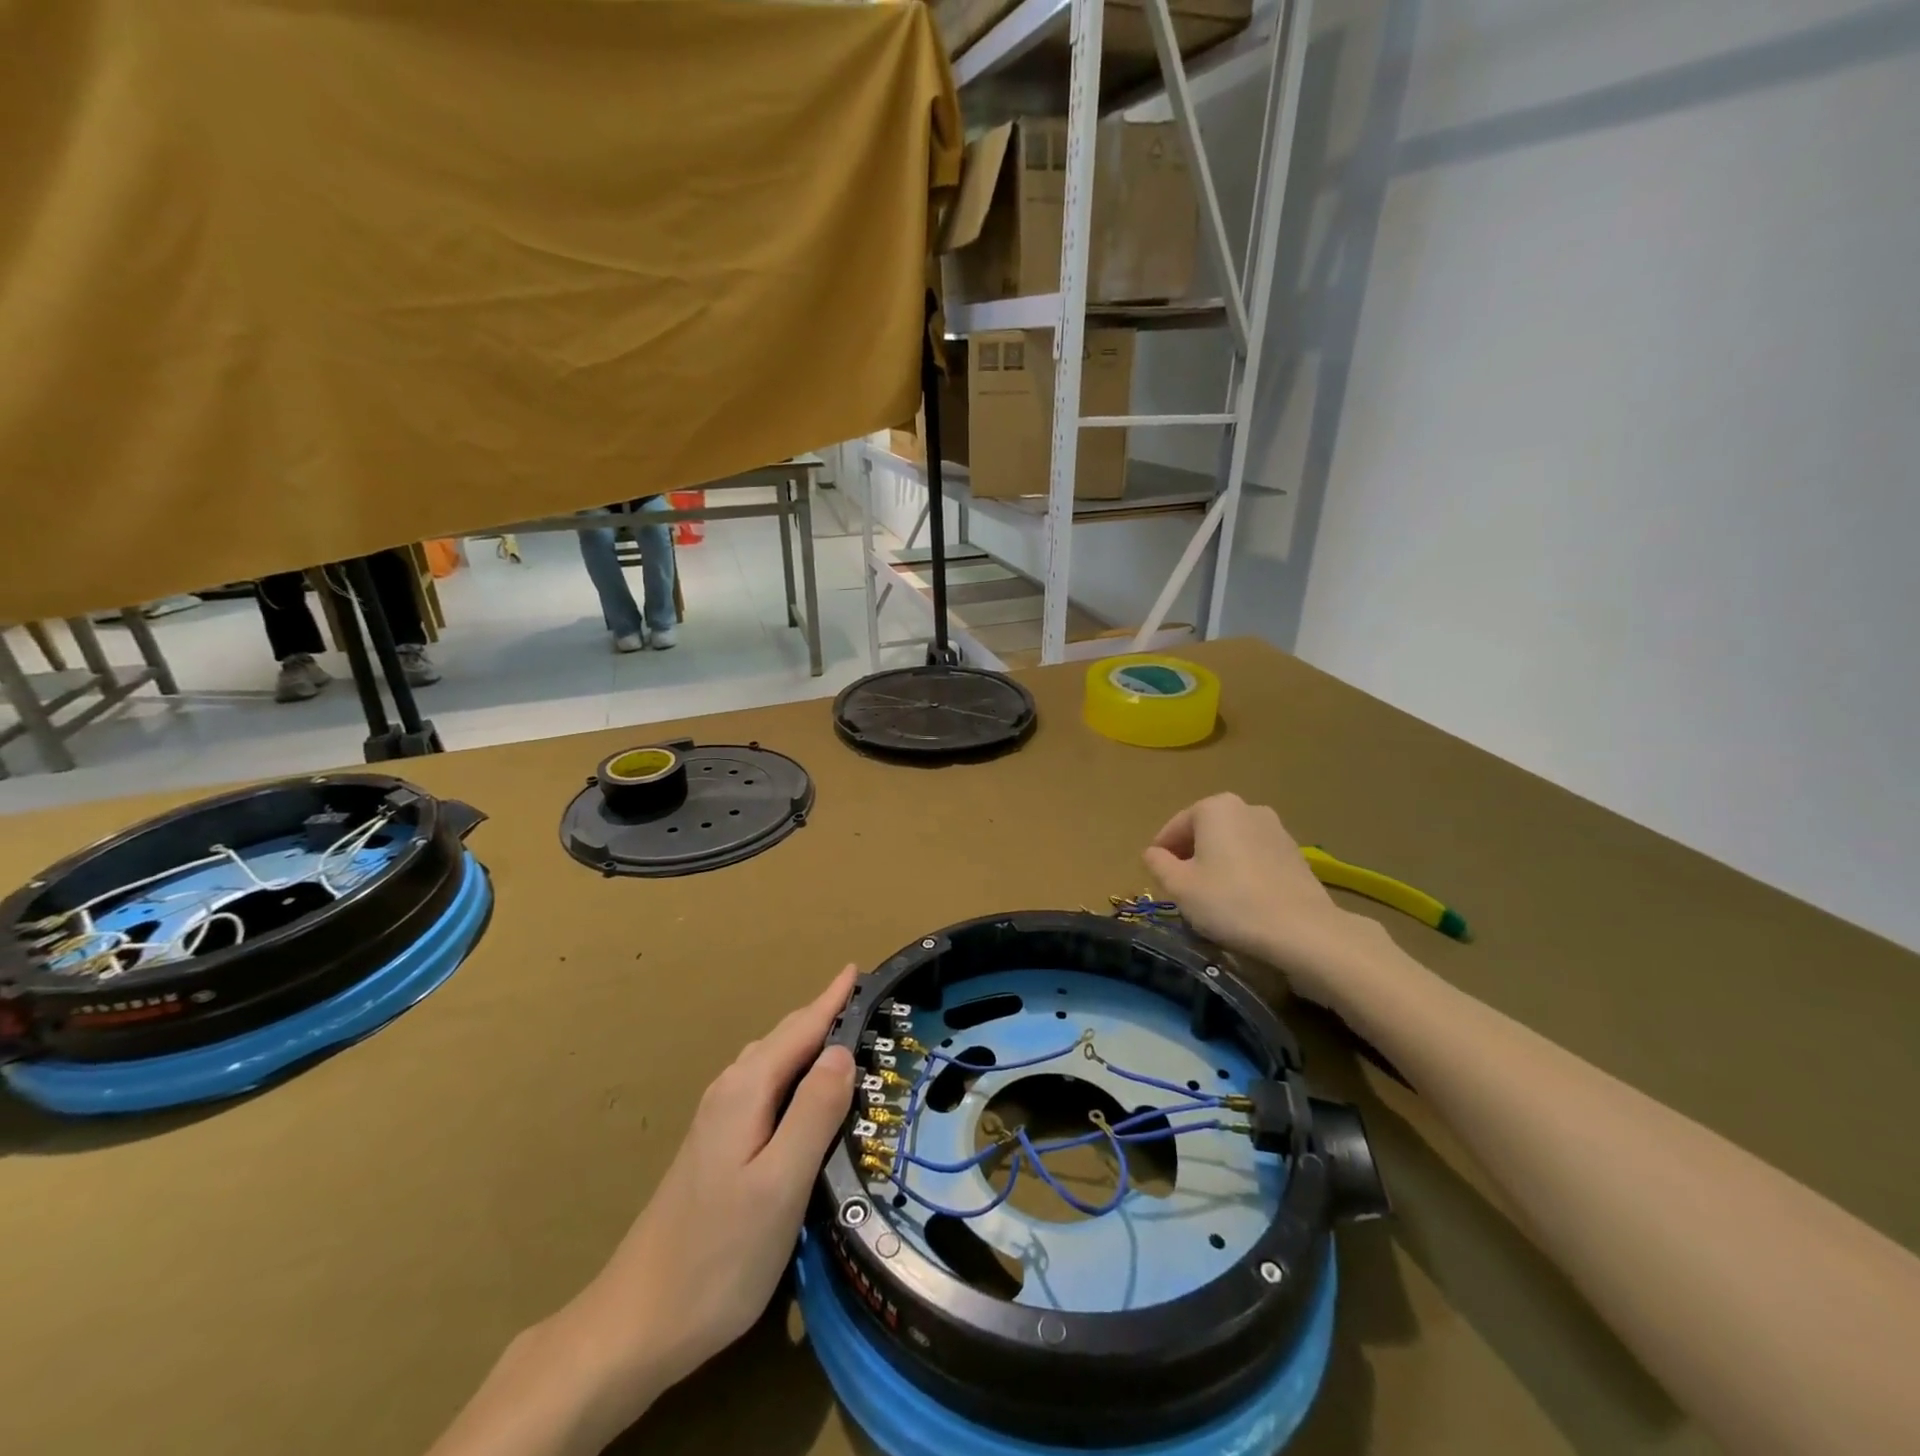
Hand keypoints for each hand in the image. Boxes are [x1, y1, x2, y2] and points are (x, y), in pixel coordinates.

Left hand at [428, 969, 857, 1455]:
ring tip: (846, 1041)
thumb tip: (842, 1051)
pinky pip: (764, 1087)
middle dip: (824, 1015)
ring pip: (772, 1062)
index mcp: (747, 1090)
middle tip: (868, 1004)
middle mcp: (729, 1092)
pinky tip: (804, 1098)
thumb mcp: (780, 1184)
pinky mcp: (716, 1147)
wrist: (636, 1323)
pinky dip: (793, 1073)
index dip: (833, 998)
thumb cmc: (718, 1255)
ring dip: (808, 1043)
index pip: (801, 1028)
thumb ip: (814, 1112)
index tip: (861, 967)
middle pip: (785, 1038)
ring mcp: (717, 1120)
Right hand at [1144, 794, 1382, 1006]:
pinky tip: (1241, 901)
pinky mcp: (1295, 854)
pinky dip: (1243, 872)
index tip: (1156, 877)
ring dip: (1217, 864)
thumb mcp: (1179, 886)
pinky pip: (1255, 858)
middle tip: (1181, 888)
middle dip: (1190, 856)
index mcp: (1215, 808)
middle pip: (1205, 832)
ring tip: (1212, 897)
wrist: (1302, 930)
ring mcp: (1276, 829)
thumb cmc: (1230, 902)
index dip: (1161, 853)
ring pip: (1231, 844)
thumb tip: (1153, 853)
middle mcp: (1247, 808)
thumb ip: (1158, 864)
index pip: (1175, 827)